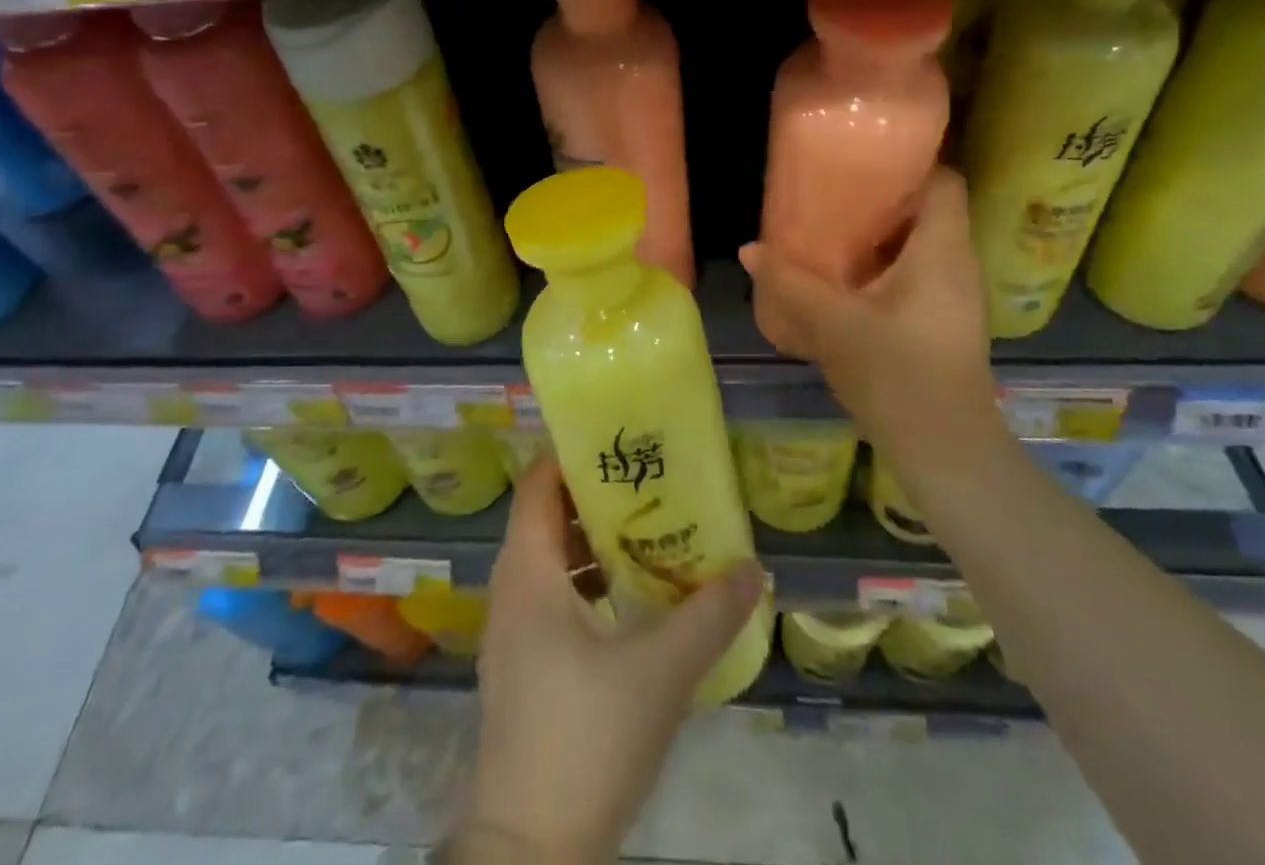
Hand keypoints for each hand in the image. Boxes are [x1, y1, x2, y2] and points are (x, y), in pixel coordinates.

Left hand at [461, 459, 763, 862]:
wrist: (530, 850)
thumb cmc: (587, 737)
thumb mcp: (660, 672)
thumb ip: (710, 616)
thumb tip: (754, 569)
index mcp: (528, 573)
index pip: (537, 484)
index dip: (570, 454)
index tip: (617, 440)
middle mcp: (510, 590)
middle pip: (547, 518)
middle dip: (595, 495)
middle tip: (648, 481)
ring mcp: (512, 632)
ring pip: (550, 561)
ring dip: (593, 542)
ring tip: (649, 531)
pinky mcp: (522, 667)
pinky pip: (551, 598)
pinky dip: (586, 582)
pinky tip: (631, 599)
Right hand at [740, 167, 1002, 460]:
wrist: (945, 452)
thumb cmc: (897, 374)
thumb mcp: (832, 324)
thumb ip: (789, 283)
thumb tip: (749, 249)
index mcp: (942, 250)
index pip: (944, 181)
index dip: (910, 163)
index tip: (863, 161)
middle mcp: (957, 265)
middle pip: (928, 211)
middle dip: (882, 200)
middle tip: (832, 194)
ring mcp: (955, 298)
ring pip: (920, 247)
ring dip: (880, 237)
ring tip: (831, 232)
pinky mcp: (944, 324)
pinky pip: (916, 276)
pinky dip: (884, 269)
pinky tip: (846, 282)